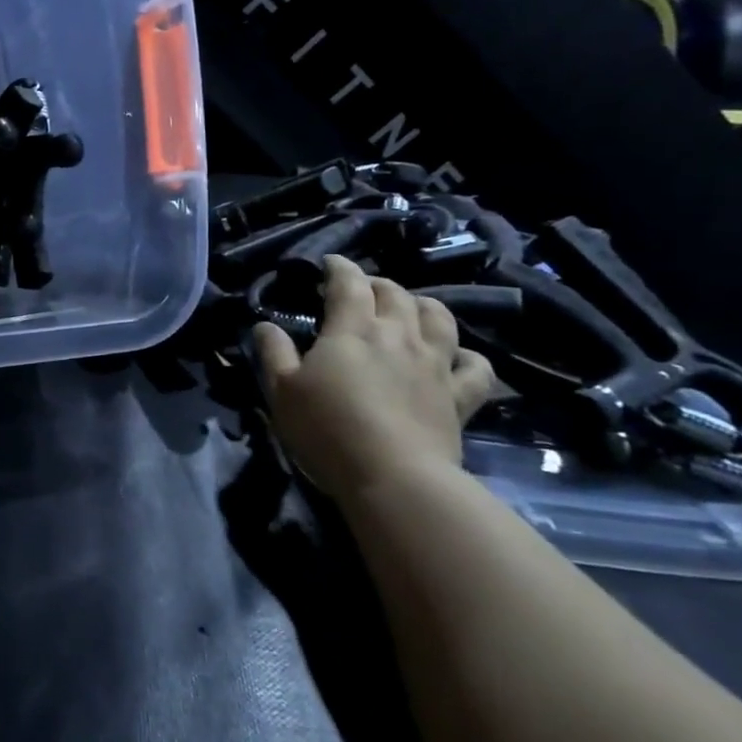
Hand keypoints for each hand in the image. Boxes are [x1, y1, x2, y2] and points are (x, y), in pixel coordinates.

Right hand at [252, 255, 496, 501]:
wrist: (394, 477)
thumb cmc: (327, 429)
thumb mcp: (282, 390)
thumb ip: (273, 352)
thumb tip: (265, 325)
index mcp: (352, 329)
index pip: (348, 283)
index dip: (339, 267)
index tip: (329, 264)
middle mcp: (398, 335)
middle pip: (395, 293)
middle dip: (376, 284)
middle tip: (361, 290)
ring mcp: (435, 364)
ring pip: (438, 317)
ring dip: (422, 306)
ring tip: (410, 310)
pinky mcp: (460, 396)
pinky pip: (476, 366)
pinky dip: (467, 355)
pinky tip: (457, 358)